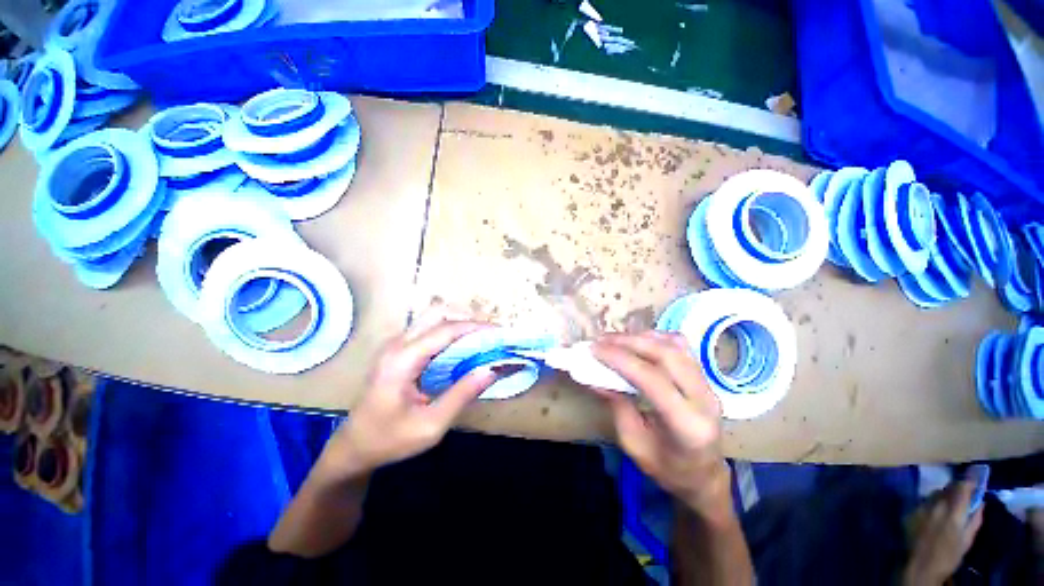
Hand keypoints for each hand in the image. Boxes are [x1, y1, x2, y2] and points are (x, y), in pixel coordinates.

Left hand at [320, 308, 497, 478]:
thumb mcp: (431, 425)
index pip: (445, 330)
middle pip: (437, 314)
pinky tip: (462, 347)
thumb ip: (462, 395)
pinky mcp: (398, 349)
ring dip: (458, 323)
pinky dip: (449, 332)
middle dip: (467, 319)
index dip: (475, 327)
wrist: (353, 447)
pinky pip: (428, 329)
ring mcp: (395, 344)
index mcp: (402, 360)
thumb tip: (492, 369)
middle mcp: (397, 344)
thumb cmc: (390, 440)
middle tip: (489, 335)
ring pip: (433, 318)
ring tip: (480, 340)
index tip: (499, 332)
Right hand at [592, 332, 730, 518]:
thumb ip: (617, 406)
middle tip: (601, 340)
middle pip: (666, 355)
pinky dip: (656, 338)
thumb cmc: (668, 468)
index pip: (652, 379)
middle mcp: (704, 400)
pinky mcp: (705, 377)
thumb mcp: (634, 444)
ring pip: (675, 346)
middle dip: (629, 342)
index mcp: (687, 425)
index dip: (620, 359)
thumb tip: (594, 377)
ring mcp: (709, 385)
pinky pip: (681, 347)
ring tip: (615, 339)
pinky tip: (638, 341)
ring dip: (641, 337)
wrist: (704, 475)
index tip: (594, 349)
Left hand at [904, 480, 983, 584]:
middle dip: (956, 488)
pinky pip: (924, 502)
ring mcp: (921, 508)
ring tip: (949, 502)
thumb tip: (980, 503)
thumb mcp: (967, 540)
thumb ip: (975, 520)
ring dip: (943, 495)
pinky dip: (932, 503)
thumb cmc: (949, 557)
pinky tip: (934, 511)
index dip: (968, 481)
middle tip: (963, 491)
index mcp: (953, 512)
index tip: (975, 478)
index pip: (961, 488)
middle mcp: (936, 506)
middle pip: (947, 489)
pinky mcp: (910, 512)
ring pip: (934, 494)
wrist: (921, 566)